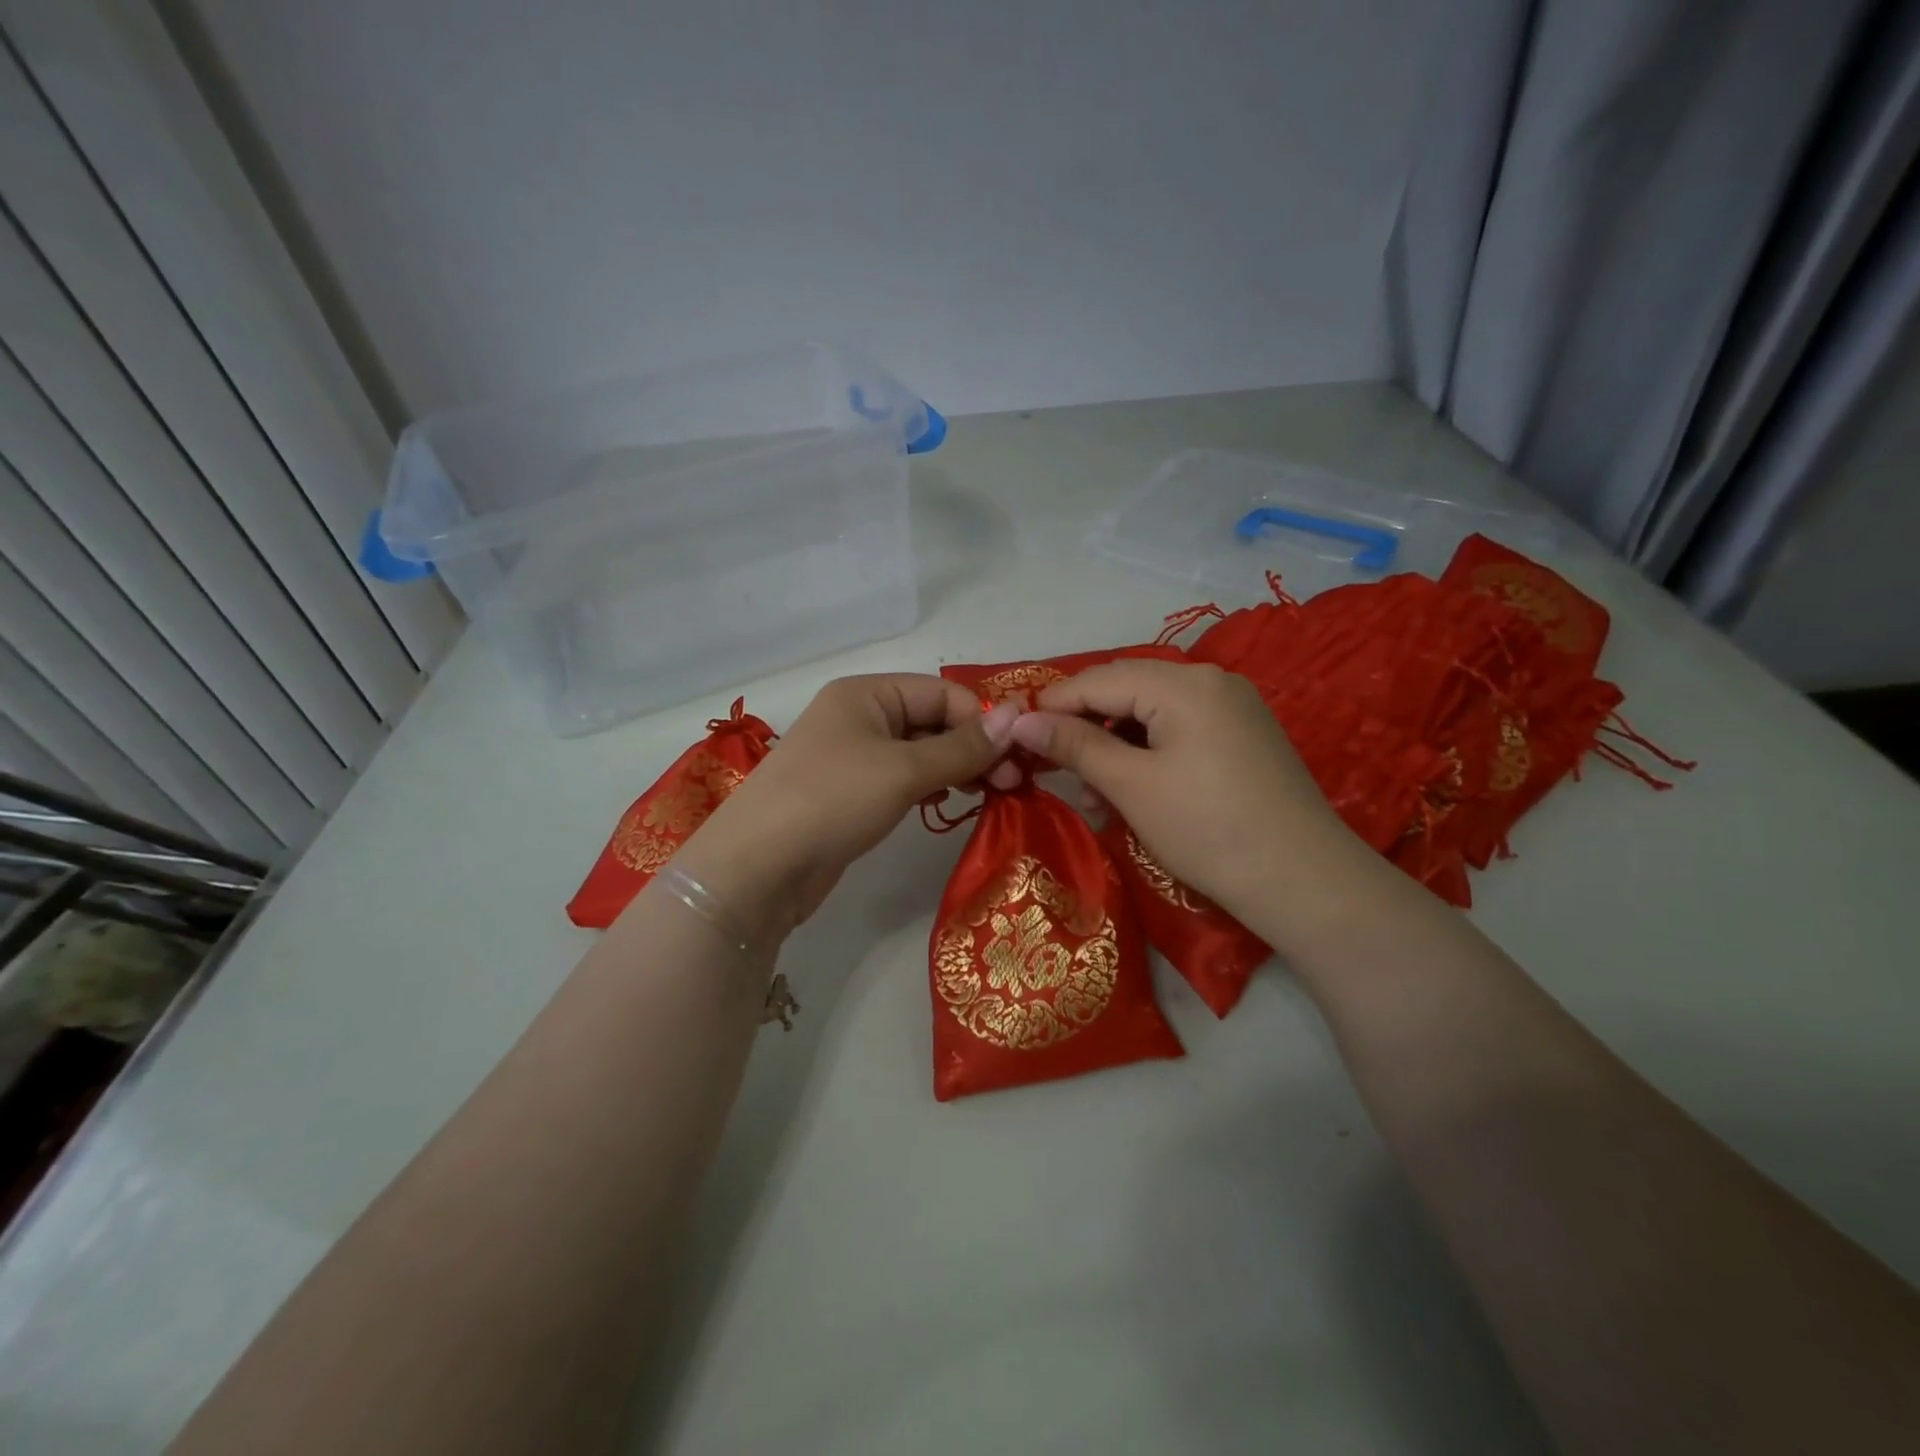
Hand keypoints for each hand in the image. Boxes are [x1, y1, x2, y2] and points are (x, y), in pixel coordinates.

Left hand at [676, 675, 1020, 940]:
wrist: (757, 868)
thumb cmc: (832, 800)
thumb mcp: (904, 769)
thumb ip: (963, 746)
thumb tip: (1020, 714)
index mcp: (866, 693)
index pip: (942, 693)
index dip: (982, 721)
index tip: (1018, 759)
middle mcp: (859, 716)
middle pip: (932, 720)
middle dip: (974, 747)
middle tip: (1010, 784)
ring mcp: (852, 756)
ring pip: (920, 752)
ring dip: (956, 768)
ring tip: (987, 794)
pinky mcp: (851, 793)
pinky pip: (902, 778)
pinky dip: (929, 786)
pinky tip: (945, 802)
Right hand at [1009, 659, 1377, 941]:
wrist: (1304, 882)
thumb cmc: (1208, 829)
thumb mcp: (1132, 787)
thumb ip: (1075, 746)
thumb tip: (1021, 721)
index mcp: (1184, 683)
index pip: (1099, 679)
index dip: (1052, 705)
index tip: (1015, 738)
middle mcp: (1210, 680)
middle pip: (1125, 692)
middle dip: (1085, 731)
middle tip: (1054, 774)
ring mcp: (1231, 707)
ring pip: (1150, 715)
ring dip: (1114, 750)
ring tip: (1097, 799)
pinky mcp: (1241, 736)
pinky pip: (1178, 732)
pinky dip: (1147, 757)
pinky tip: (1133, 793)